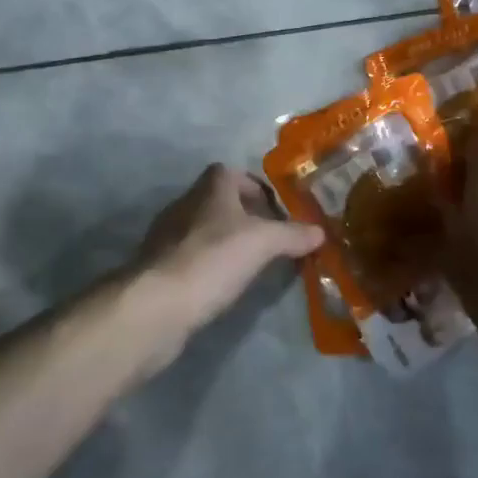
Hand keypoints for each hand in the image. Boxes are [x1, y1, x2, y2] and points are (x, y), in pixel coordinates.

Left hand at [135, 164, 323, 336]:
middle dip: (244, 218)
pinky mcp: (158, 268)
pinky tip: (222, 286)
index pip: (231, 173)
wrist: (156, 305)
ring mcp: (167, 237)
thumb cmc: (212, 259)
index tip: (276, 212)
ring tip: (250, 266)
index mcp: (209, 188)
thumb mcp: (263, 243)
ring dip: (225, 243)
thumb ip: (292, 234)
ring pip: (204, 231)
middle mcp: (185, 204)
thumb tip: (320, 231)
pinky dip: (208, 267)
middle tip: (270, 241)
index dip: (254, 188)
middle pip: (219, 202)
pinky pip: (191, 258)